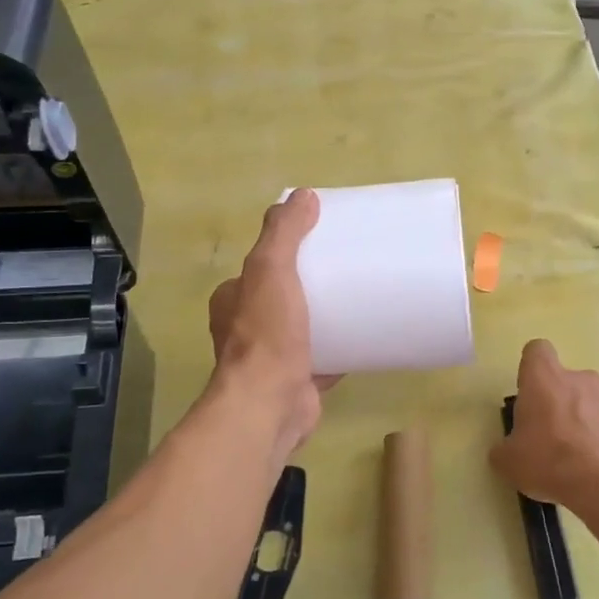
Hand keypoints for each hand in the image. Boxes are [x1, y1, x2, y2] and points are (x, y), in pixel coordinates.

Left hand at [208, 189, 336, 452]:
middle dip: (308, 284)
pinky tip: (366, 337)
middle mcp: (245, 329)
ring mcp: (271, 358)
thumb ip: (284, 233)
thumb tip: (303, 195)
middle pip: (282, 296)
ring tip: (359, 298)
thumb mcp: (270, 269)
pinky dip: (341, 349)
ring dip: (324, 317)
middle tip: (346, 268)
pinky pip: (323, 358)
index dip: (285, 251)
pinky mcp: (297, 381)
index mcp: (233, 300)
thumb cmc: (266, 333)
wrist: (270, 403)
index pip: (259, 266)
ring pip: (302, 328)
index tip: (318, 241)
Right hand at [489, 339, 598, 516]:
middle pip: (564, 380)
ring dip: (582, 419)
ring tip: (578, 457)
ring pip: (589, 400)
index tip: (529, 394)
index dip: (531, 369)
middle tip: (549, 437)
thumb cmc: (550, 460)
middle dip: (557, 402)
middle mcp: (578, 377)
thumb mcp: (509, 461)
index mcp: (543, 378)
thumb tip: (506, 451)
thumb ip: (504, 449)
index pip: (537, 351)